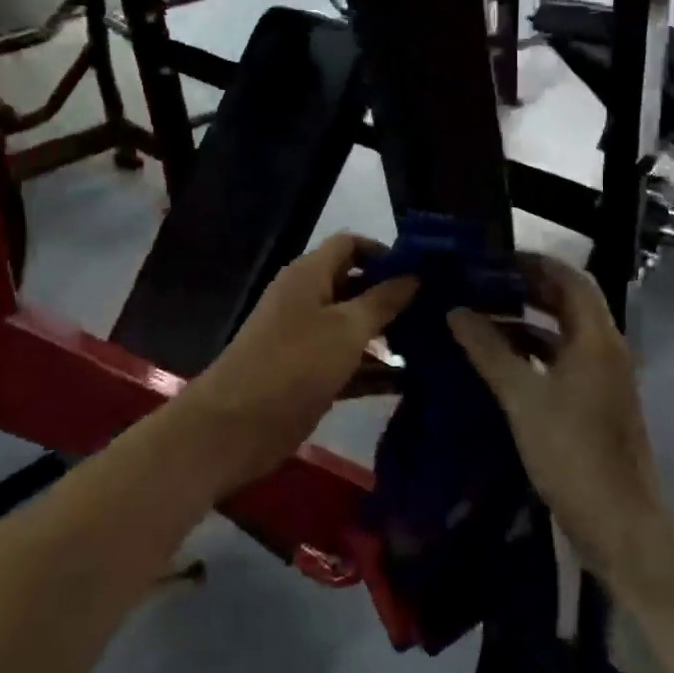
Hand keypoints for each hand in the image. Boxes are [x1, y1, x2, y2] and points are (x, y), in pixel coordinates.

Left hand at [181, 234, 416, 492]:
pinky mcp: (310, 375)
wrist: (234, 427)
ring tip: (435, 345)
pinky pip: (349, 363)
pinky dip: (374, 369)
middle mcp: (308, 300)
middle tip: (439, 311)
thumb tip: (415, 276)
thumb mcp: (347, 328)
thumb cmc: (294, 364)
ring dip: (388, 336)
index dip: (385, 252)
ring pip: (355, 327)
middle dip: (393, 297)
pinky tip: (412, 381)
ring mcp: (307, 340)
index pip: (350, 245)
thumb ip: (383, 301)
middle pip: (356, 286)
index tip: (423, 272)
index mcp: (309, 274)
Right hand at [447, 254, 669, 586]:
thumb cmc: (572, 454)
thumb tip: (456, 311)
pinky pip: (563, 360)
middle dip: (527, 289)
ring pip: (564, 333)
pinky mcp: (597, 403)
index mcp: (596, 339)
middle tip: (482, 283)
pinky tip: (500, 361)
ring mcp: (604, 378)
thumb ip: (489, 351)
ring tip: (482, 317)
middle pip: (568, 303)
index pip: (570, 279)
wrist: (620, 526)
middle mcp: (606, 349)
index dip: (535, 263)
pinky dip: (534, 352)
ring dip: (528, 321)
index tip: (495, 258)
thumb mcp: (522, 399)